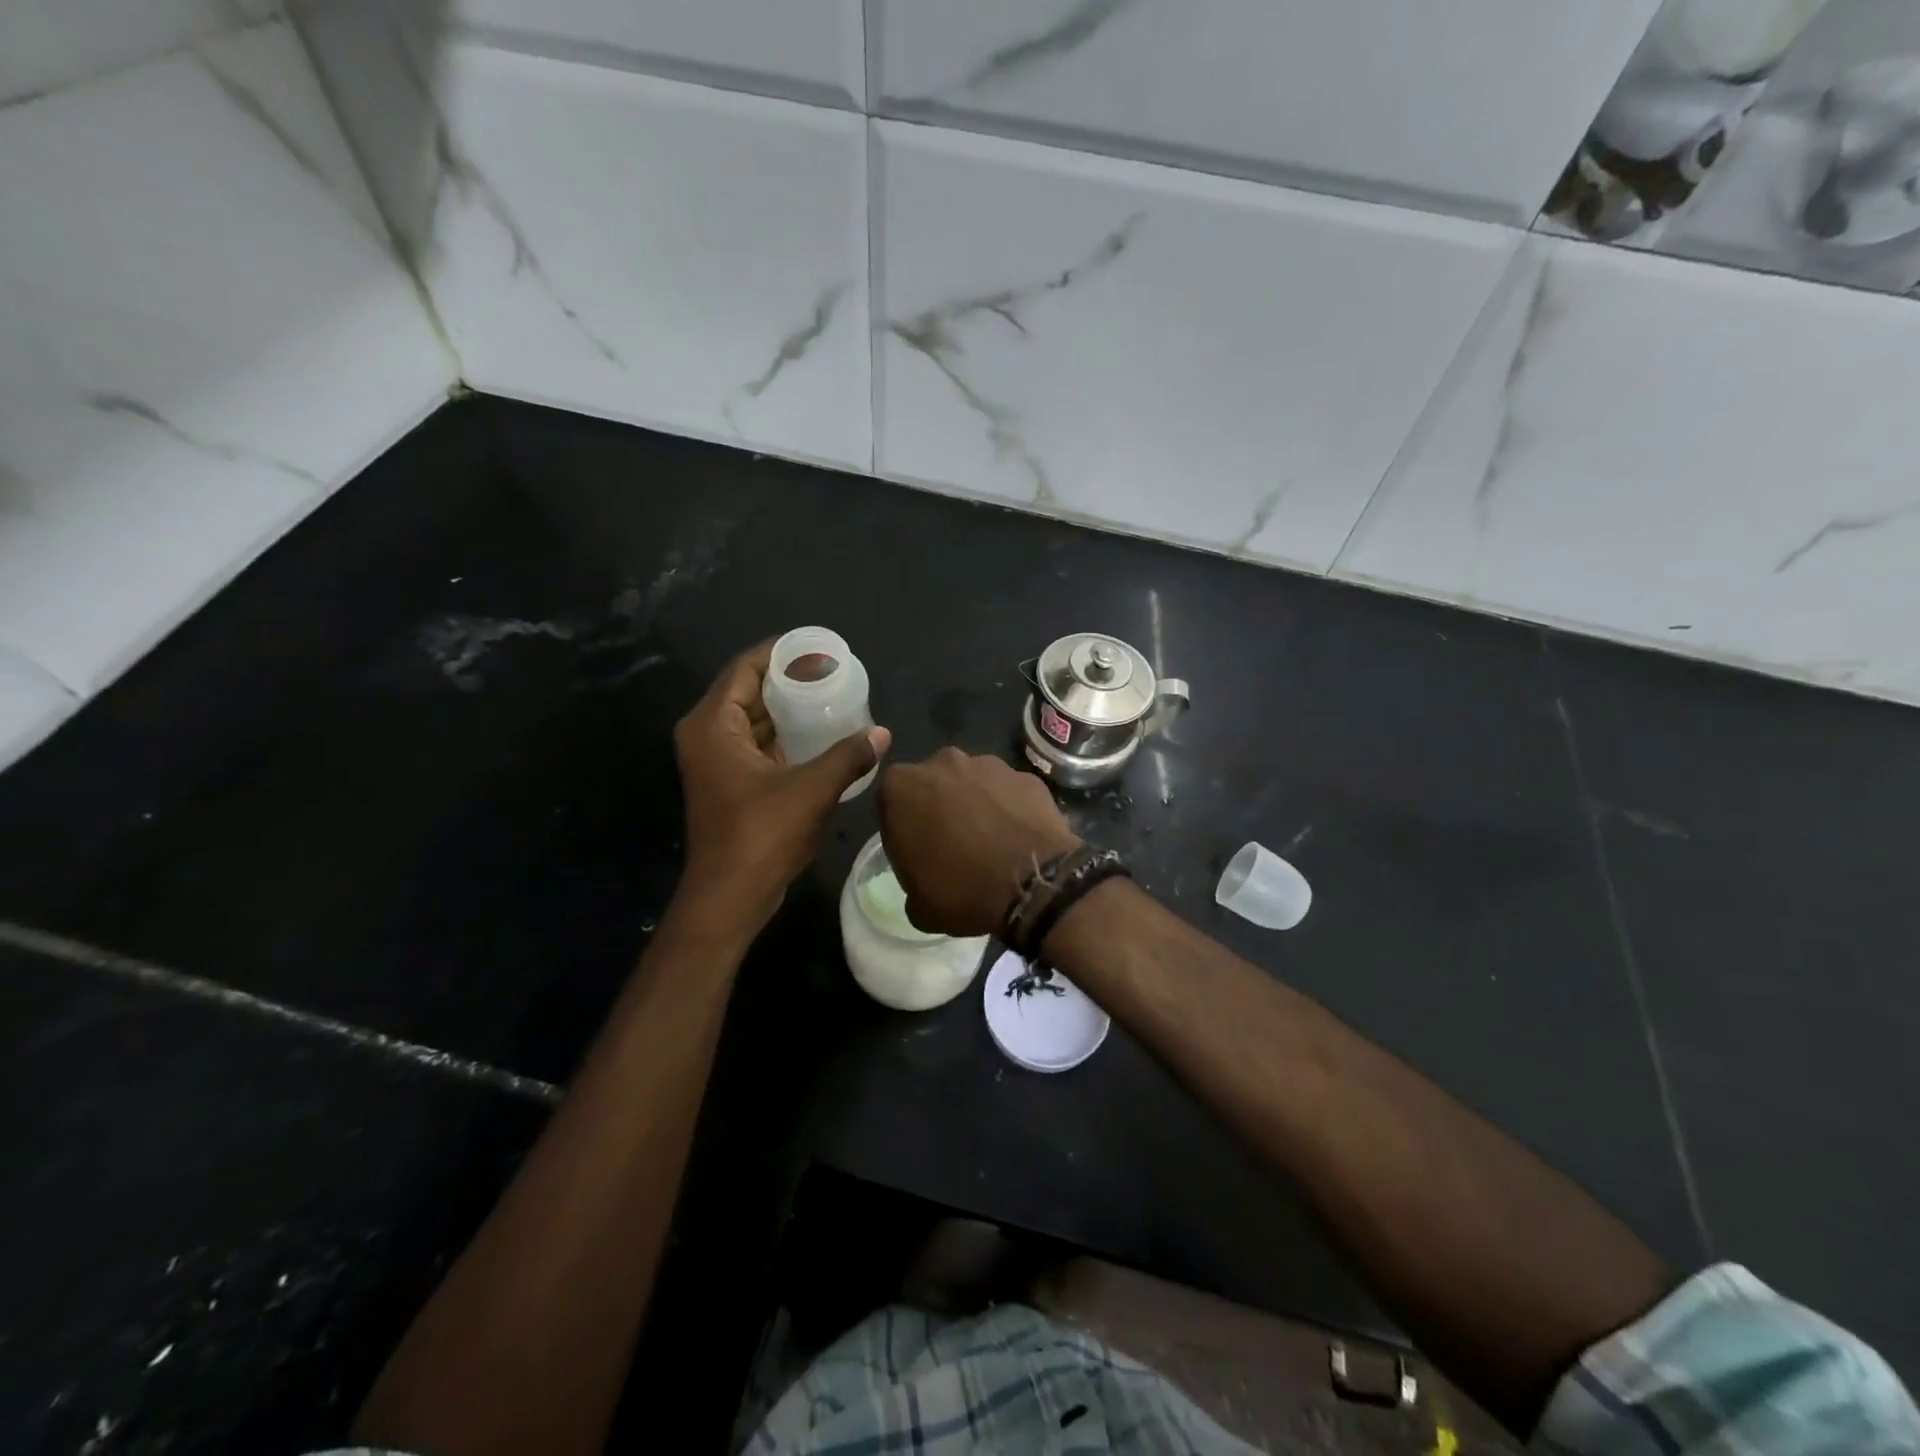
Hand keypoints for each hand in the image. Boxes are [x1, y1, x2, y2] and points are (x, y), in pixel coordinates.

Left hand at [675, 641, 889, 926]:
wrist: (730, 898)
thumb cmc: (761, 836)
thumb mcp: (811, 790)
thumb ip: (847, 756)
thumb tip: (882, 733)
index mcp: (713, 725)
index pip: (746, 669)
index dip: (782, 653)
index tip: (820, 648)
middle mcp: (708, 735)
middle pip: (749, 691)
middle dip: (790, 680)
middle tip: (834, 672)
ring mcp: (717, 761)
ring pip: (755, 720)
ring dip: (790, 710)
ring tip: (833, 697)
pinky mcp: (730, 783)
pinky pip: (759, 744)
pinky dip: (786, 737)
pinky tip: (822, 736)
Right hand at [877, 749, 1080, 936]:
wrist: (1034, 884)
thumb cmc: (962, 890)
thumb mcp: (917, 904)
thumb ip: (911, 878)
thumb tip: (925, 877)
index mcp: (901, 787)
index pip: (892, 803)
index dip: (903, 829)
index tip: (917, 853)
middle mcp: (942, 762)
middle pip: (933, 784)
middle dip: (939, 807)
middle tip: (953, 845)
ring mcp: (989, 764)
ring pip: (973, 783)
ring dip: (976, 804)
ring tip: (990, 842)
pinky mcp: (1025, 775)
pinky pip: (1008, 792)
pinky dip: (1009, 809)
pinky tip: (1017, 838)